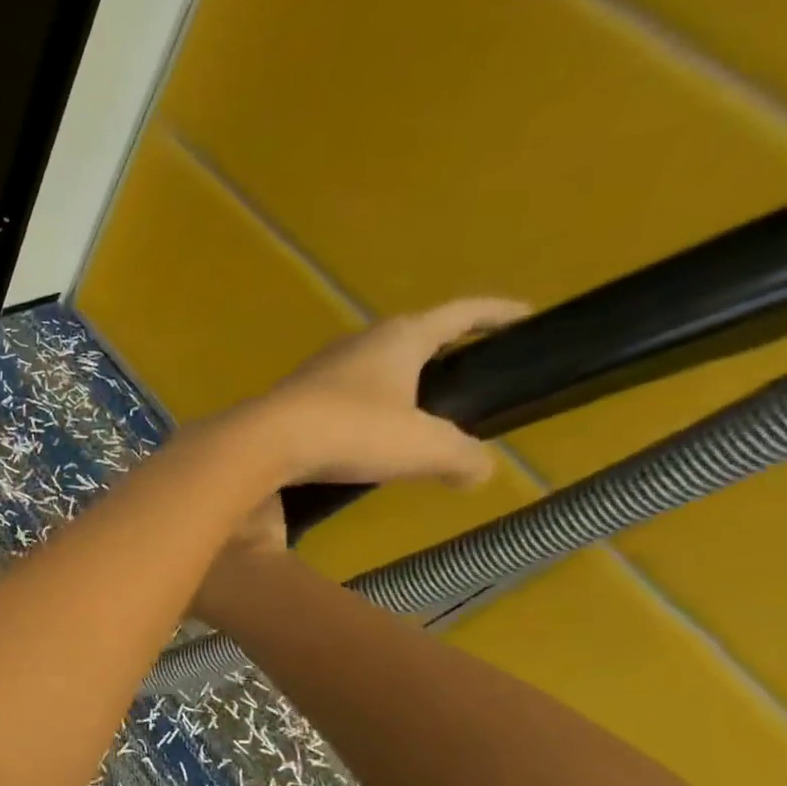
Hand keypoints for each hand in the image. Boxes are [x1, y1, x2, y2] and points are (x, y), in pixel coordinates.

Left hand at [254, 298, 529, 488]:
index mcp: (400, 338)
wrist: (262, 444)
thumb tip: (479, 472)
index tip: (524, 317)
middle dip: (436, 354)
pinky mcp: (288, 401)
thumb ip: (462, 457)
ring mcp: (316, 371)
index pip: (461, 313)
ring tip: (408, 421)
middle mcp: (356, 345)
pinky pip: (334, 402)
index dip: (496, 314)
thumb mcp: (425, 447)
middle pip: (408, 338)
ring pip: (366, 372)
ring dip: (390, 389)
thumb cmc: (352, 431)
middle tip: (460, 379)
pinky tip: (356, 444)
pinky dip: (355, 416)